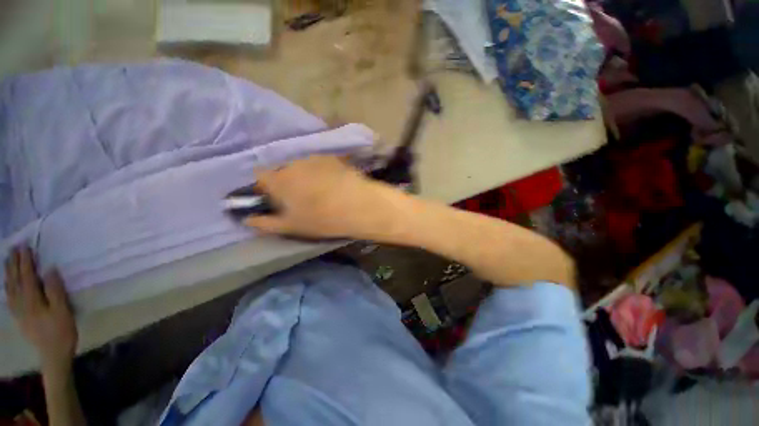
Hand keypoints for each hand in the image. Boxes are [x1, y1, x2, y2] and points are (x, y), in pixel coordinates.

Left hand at [4, 246, 77, 371]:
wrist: (53, 355)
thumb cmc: (61, 331)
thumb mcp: (63, 311)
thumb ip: (55, 291)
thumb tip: (49, 269)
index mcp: (32, 300)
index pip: (27, 276)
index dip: (26, 261)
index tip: (25, 246)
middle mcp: (21, 303)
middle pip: (15, 280)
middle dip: (14, 264)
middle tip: (13, 248)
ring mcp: (18, 311)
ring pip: (9, 288)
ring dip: (8, 273)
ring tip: (8, 261)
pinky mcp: (19, 317)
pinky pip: (9, 298)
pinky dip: (7, 287)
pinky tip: (7, 284)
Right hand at [244, 156, 404, 239]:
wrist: (358, 205)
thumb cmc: (322, 219)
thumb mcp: (292, 226)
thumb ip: (265, 223)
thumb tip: (247, 219)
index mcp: (279, 180)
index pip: (260, 175)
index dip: (265, 186)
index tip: (274, 197)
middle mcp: (293, 163)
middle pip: (283, 170)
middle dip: (287, 181)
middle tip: (301, 197)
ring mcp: (315, 158)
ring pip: (302, 166)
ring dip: (305, 175)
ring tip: (321, 190)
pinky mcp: (333, 158)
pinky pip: (321, 164)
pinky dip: (322, 171)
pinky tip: (334, 183)